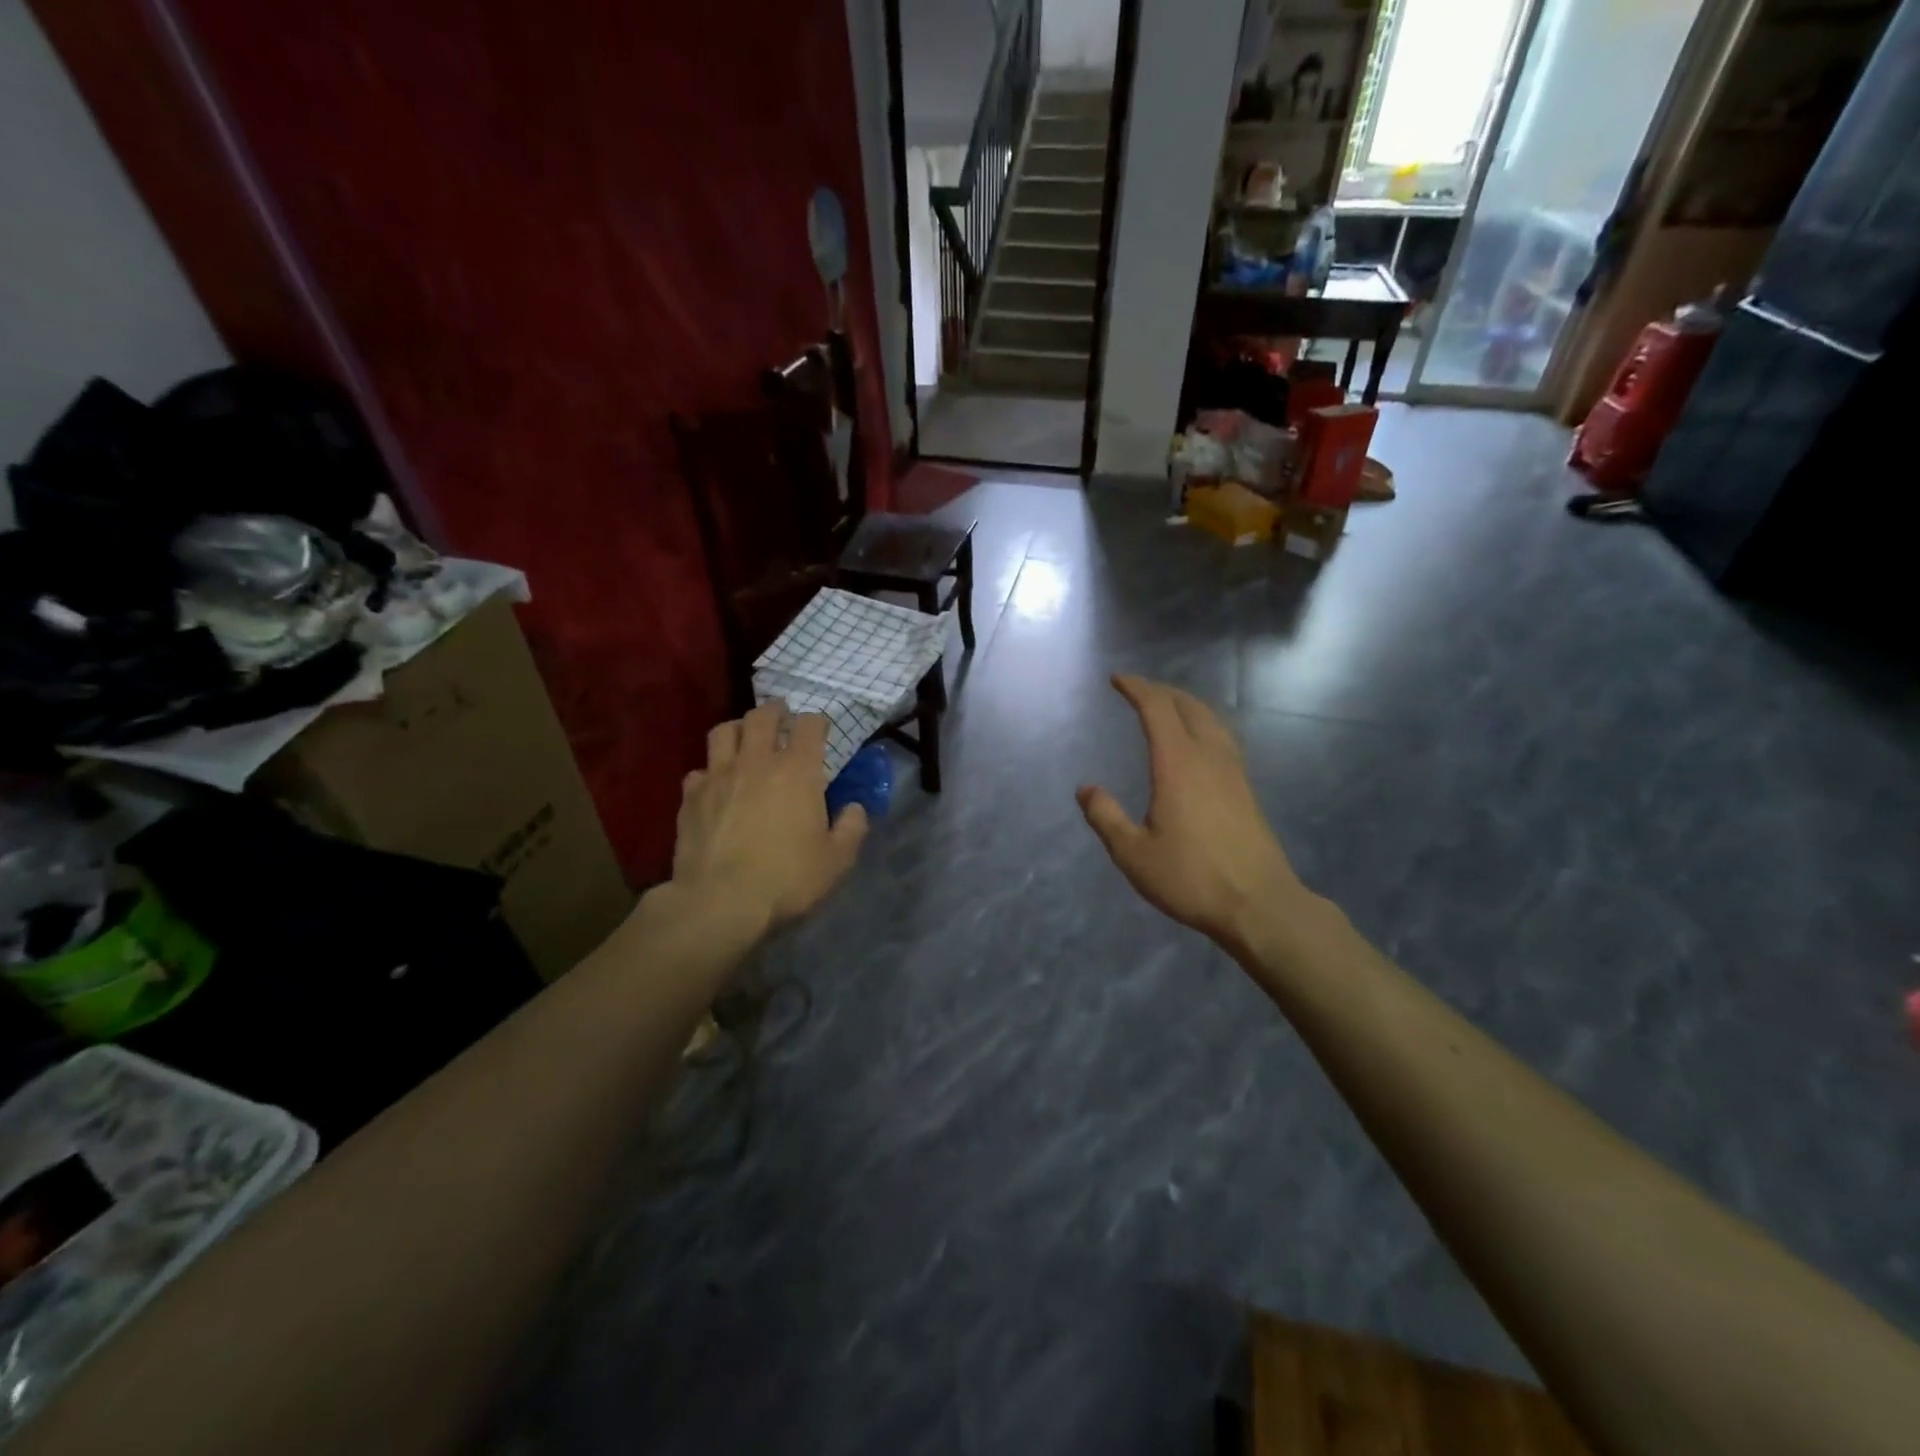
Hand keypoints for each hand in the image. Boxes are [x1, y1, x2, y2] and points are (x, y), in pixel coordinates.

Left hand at [672, 702, 868, 930]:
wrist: (720, 902)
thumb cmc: (787, 878)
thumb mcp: (837, 860)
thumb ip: (852, 828)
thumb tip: (854, 808)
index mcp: (798, 770)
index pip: (809, 725)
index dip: (817, 722)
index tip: (821, 729)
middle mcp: (757, 762)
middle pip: (762, 716)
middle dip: (775, 711)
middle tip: (781, 716)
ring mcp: (718, 776)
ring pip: (723, 732)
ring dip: (737, 728)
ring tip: (744, 737)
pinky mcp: (690, 797)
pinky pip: (698, 771)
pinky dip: (709, 771)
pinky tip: (715, 785)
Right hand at [1077, 675, 1306, 953]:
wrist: (1259, 904)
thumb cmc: (1191, 878)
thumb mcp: (1133, 853)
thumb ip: (1106, 817)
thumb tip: (1086, 789)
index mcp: (1178, 764)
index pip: (1157, 709)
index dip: (1137, 688)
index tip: (1117, 679)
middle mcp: (1208, 758)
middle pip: (1188, 707)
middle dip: (1161, 691)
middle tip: (1138, 689)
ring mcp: (1233, 772)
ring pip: (1211, 720)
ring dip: (1186, 705)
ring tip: (1168, 707)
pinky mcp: (1246, 790)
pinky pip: (1222, 739)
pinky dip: (1203, 725)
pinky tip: (1198, 744)